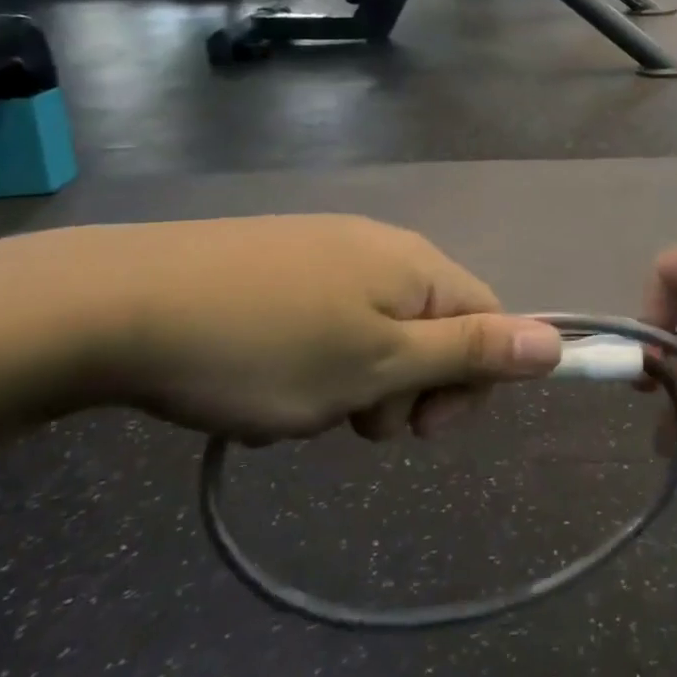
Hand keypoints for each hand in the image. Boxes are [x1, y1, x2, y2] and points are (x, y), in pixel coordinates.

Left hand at [88, 216, 560, 442]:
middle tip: (349, 419)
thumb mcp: (378, 365)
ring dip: (353, 382)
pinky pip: (326, 321)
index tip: (416, 429)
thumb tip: (555, 342)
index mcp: (416, 266)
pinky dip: (311, 362)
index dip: (470, 382)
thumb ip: (470, 354)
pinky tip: (259, 381)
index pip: (488, 319)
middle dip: (404, 386)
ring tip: (294, 406)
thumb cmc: (265, 347)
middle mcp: (381, 247)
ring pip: (375, 332)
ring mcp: (326, 251)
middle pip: (433, 326)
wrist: (121, 304)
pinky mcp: (278, 263)